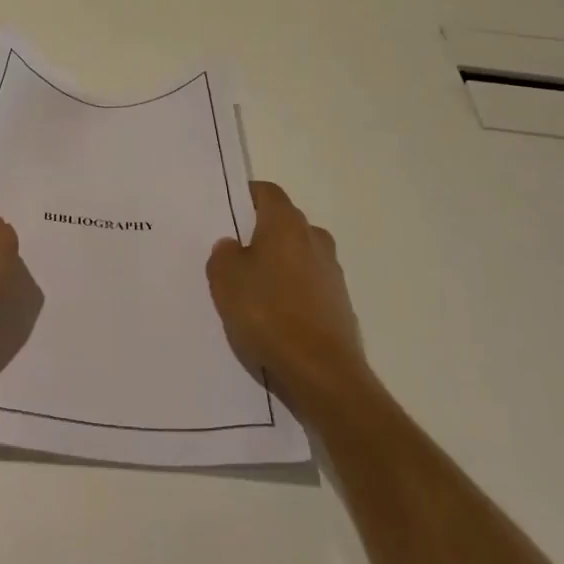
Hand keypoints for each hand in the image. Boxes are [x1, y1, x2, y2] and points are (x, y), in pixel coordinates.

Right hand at [207, 181, 369, 422]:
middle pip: (284, 223)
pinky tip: (273, 314)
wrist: (321, 371)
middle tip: (233, 254)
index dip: (246, 197)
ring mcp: (332, 272)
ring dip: (278, 264)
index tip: (227, 211)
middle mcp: (315, 238)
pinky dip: (292, 290)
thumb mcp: (224, 279)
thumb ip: (223, 254)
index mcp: (287, 224)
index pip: (267, 192)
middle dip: (260, 233)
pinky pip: (309, 285)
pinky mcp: (339, 303)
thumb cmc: (267, 313)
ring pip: (298, 255)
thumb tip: (232, 246)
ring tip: (252, 289)